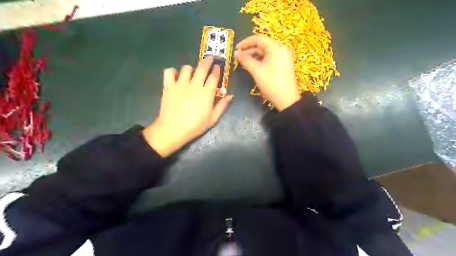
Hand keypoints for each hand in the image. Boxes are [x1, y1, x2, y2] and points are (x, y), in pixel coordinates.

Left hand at [144, 57, 232, 157]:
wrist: (172, 130)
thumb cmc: (195, 126)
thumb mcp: (212, 119)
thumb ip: (222, 106)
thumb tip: (231, 95)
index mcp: (206, 93)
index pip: (213, 76)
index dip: (217, 69)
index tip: (218, 66)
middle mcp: (194, 85)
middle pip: (202, 68)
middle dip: (207, 61)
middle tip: (209, 58)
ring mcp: (180, 84)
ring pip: (186, 68)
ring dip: (191, 69)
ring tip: (191, 73)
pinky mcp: (168, 86)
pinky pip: (169, 72)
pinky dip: (172, 72)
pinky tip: (175, 77)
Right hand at [235, 34, 301, 110]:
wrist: (287, 99)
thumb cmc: (271, 84)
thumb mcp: (256, 71)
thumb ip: (245, 60)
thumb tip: (236, 54)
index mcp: (276, 47)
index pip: (258, 39)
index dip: (245, 43)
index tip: (236, 49)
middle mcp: (281, 48)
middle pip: (263, 45)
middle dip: (249, 50)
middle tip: (238, 57)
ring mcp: (284, 56)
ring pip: (266, 52)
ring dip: (255, 56)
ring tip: (244, 63)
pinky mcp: (284, 63)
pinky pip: (270, 57)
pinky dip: (261, 60)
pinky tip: (253, 65)